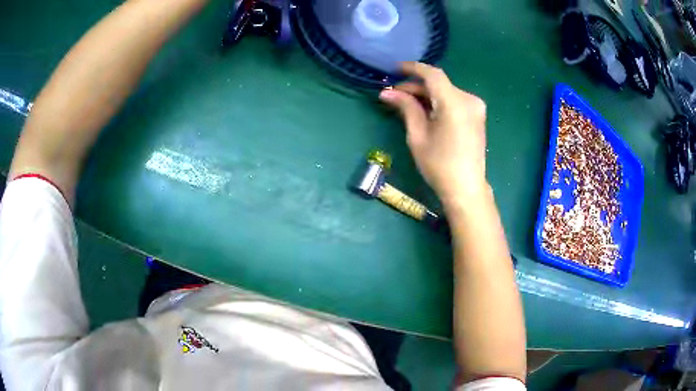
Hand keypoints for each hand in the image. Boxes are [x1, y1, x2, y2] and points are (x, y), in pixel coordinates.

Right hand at [379, 62, 488, 207]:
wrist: (466, 188)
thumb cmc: (439, 165)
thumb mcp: (417, 135)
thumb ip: (406, 108)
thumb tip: (387, 92)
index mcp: (454, 103)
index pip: (432, 74)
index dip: (413, 68)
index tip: (395, 69)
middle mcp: (469, 100)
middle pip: (439, 84)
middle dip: (416, 86)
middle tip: (394, 95)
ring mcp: (476, 107)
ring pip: (446, 91)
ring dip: (426, 94)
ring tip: (406, 103)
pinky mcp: (477, 115)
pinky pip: (454, 100)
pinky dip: (438, 101)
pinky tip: (425, 110)